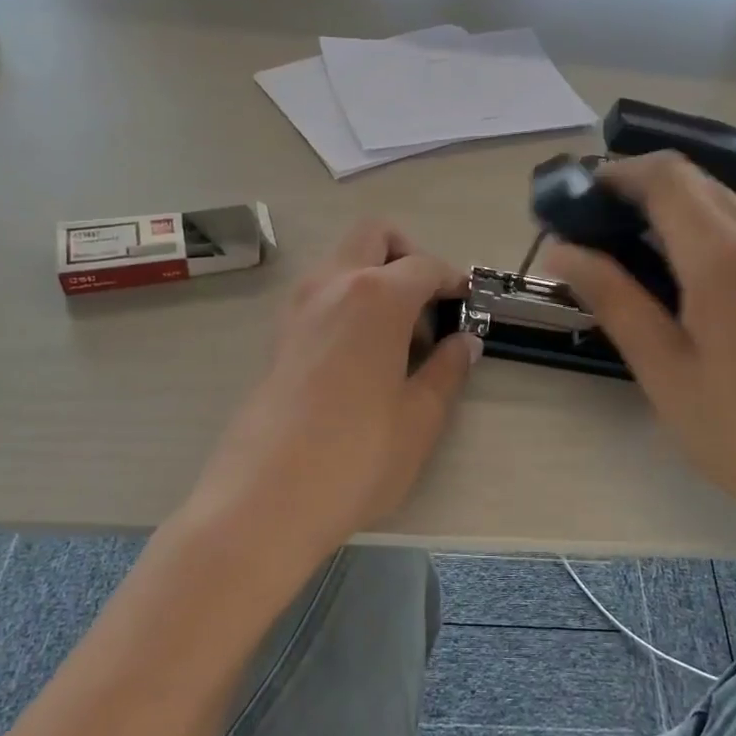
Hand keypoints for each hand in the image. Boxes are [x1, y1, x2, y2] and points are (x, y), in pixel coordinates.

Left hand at [180, 221, 478, 564]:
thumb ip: (448, 370)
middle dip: (407, 255)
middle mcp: (333, 285)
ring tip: (397, 338)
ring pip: (342, 261)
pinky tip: (362, 357)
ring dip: (374, 277)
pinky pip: (321, 294)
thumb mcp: (421, 417)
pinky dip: (347, 302)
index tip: (469, 305)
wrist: (266, 498)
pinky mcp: (278, 336)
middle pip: (374, 236)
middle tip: (427, 307)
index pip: (425, 265)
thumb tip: (465, 341)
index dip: (453, 280)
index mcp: (377, 296)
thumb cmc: (358, 456)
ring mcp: (298, 308)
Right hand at [544, 153, 735, 547]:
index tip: (577, 199)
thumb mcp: (662, 368)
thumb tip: (561, 249)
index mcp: (727, 258)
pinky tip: (689, 278)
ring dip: (676, 210)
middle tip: (595, 230)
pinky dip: (710, 232)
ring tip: (634, 255)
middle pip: (698, 182)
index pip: (667, 176)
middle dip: (641, 190)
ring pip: (727, 203)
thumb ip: (612, 297)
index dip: (617, 173)